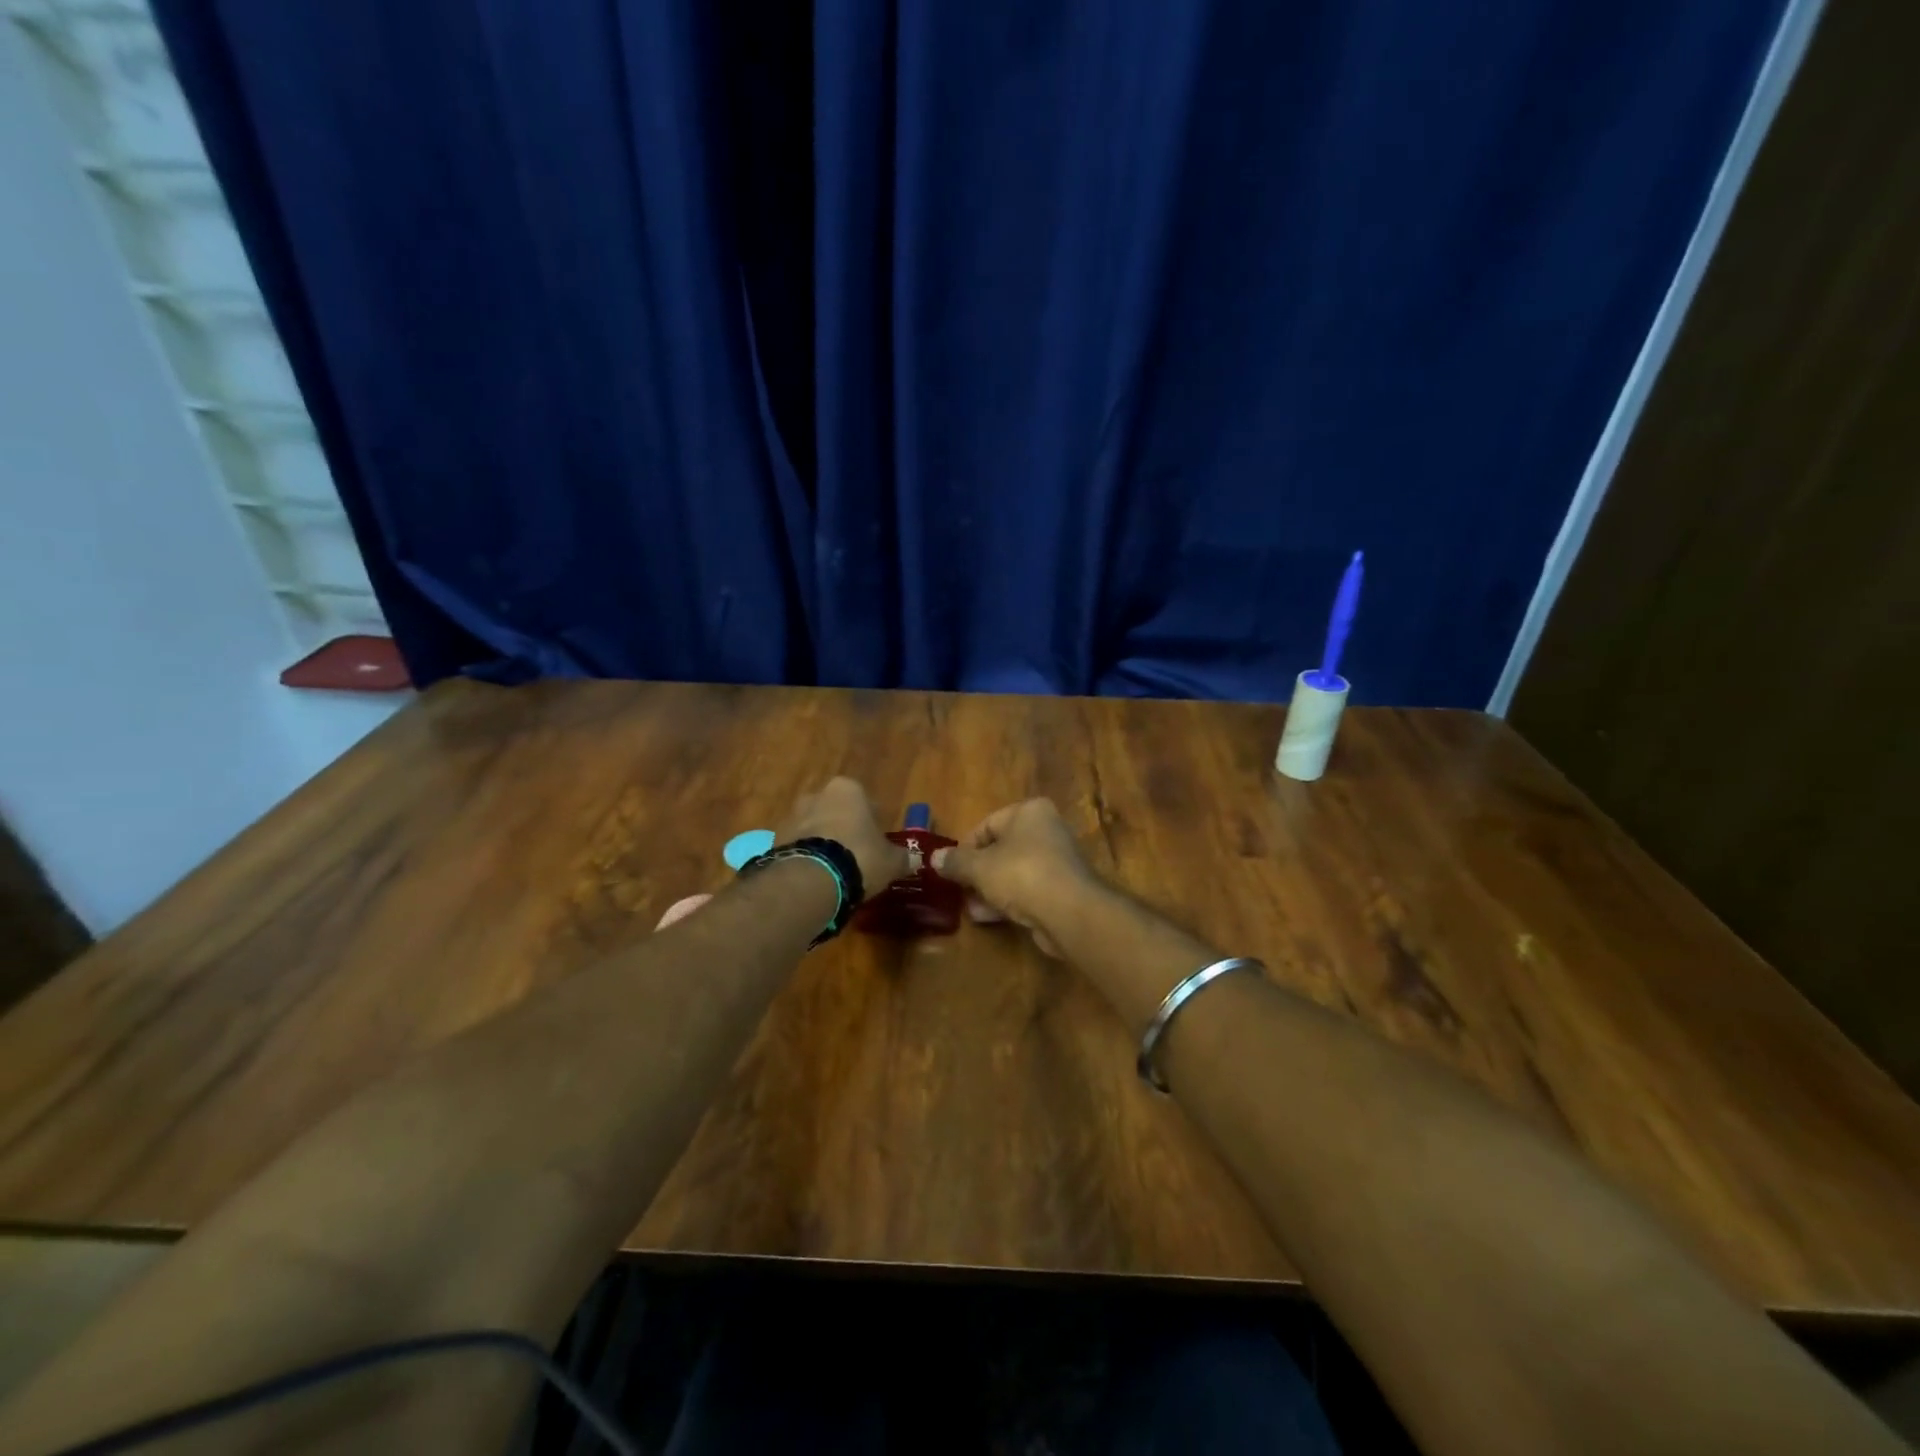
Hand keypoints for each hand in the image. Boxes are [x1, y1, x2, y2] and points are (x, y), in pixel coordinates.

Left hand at [775, 777, 909, 900]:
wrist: (810, 879)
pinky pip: (797, 846)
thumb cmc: (859, 857)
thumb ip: (903, 858)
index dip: (872, 822)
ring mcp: (792, 816)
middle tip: (855, 855)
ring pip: (813, 828)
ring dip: (822, 843)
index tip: (876, 842)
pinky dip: (806, 858)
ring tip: (834, 871)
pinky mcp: (774, 840)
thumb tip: (915, 860)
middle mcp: (817, 795)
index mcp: (848, 789)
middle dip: (843, 829)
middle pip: (835, 811)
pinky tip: (816, 878)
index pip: (865, 800)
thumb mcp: (890, 861)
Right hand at [931, 799, 1095, 954]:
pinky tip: (989, 917)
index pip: (987, 824)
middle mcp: (1047, 829)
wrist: (1070, 912)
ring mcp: (1057, 860)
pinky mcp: (1062, 888)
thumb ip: (955, 862)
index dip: (965, 847)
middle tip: (960, 890)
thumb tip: (933, 858)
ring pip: (1014, 871)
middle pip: (1001, 849)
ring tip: (970, 908)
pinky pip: (1028, 890)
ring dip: (990, 889)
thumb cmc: (1021, 874)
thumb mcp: (979, 867)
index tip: (951, 868)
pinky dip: (1008, 900)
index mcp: (1030, 812)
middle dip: (977, 872)